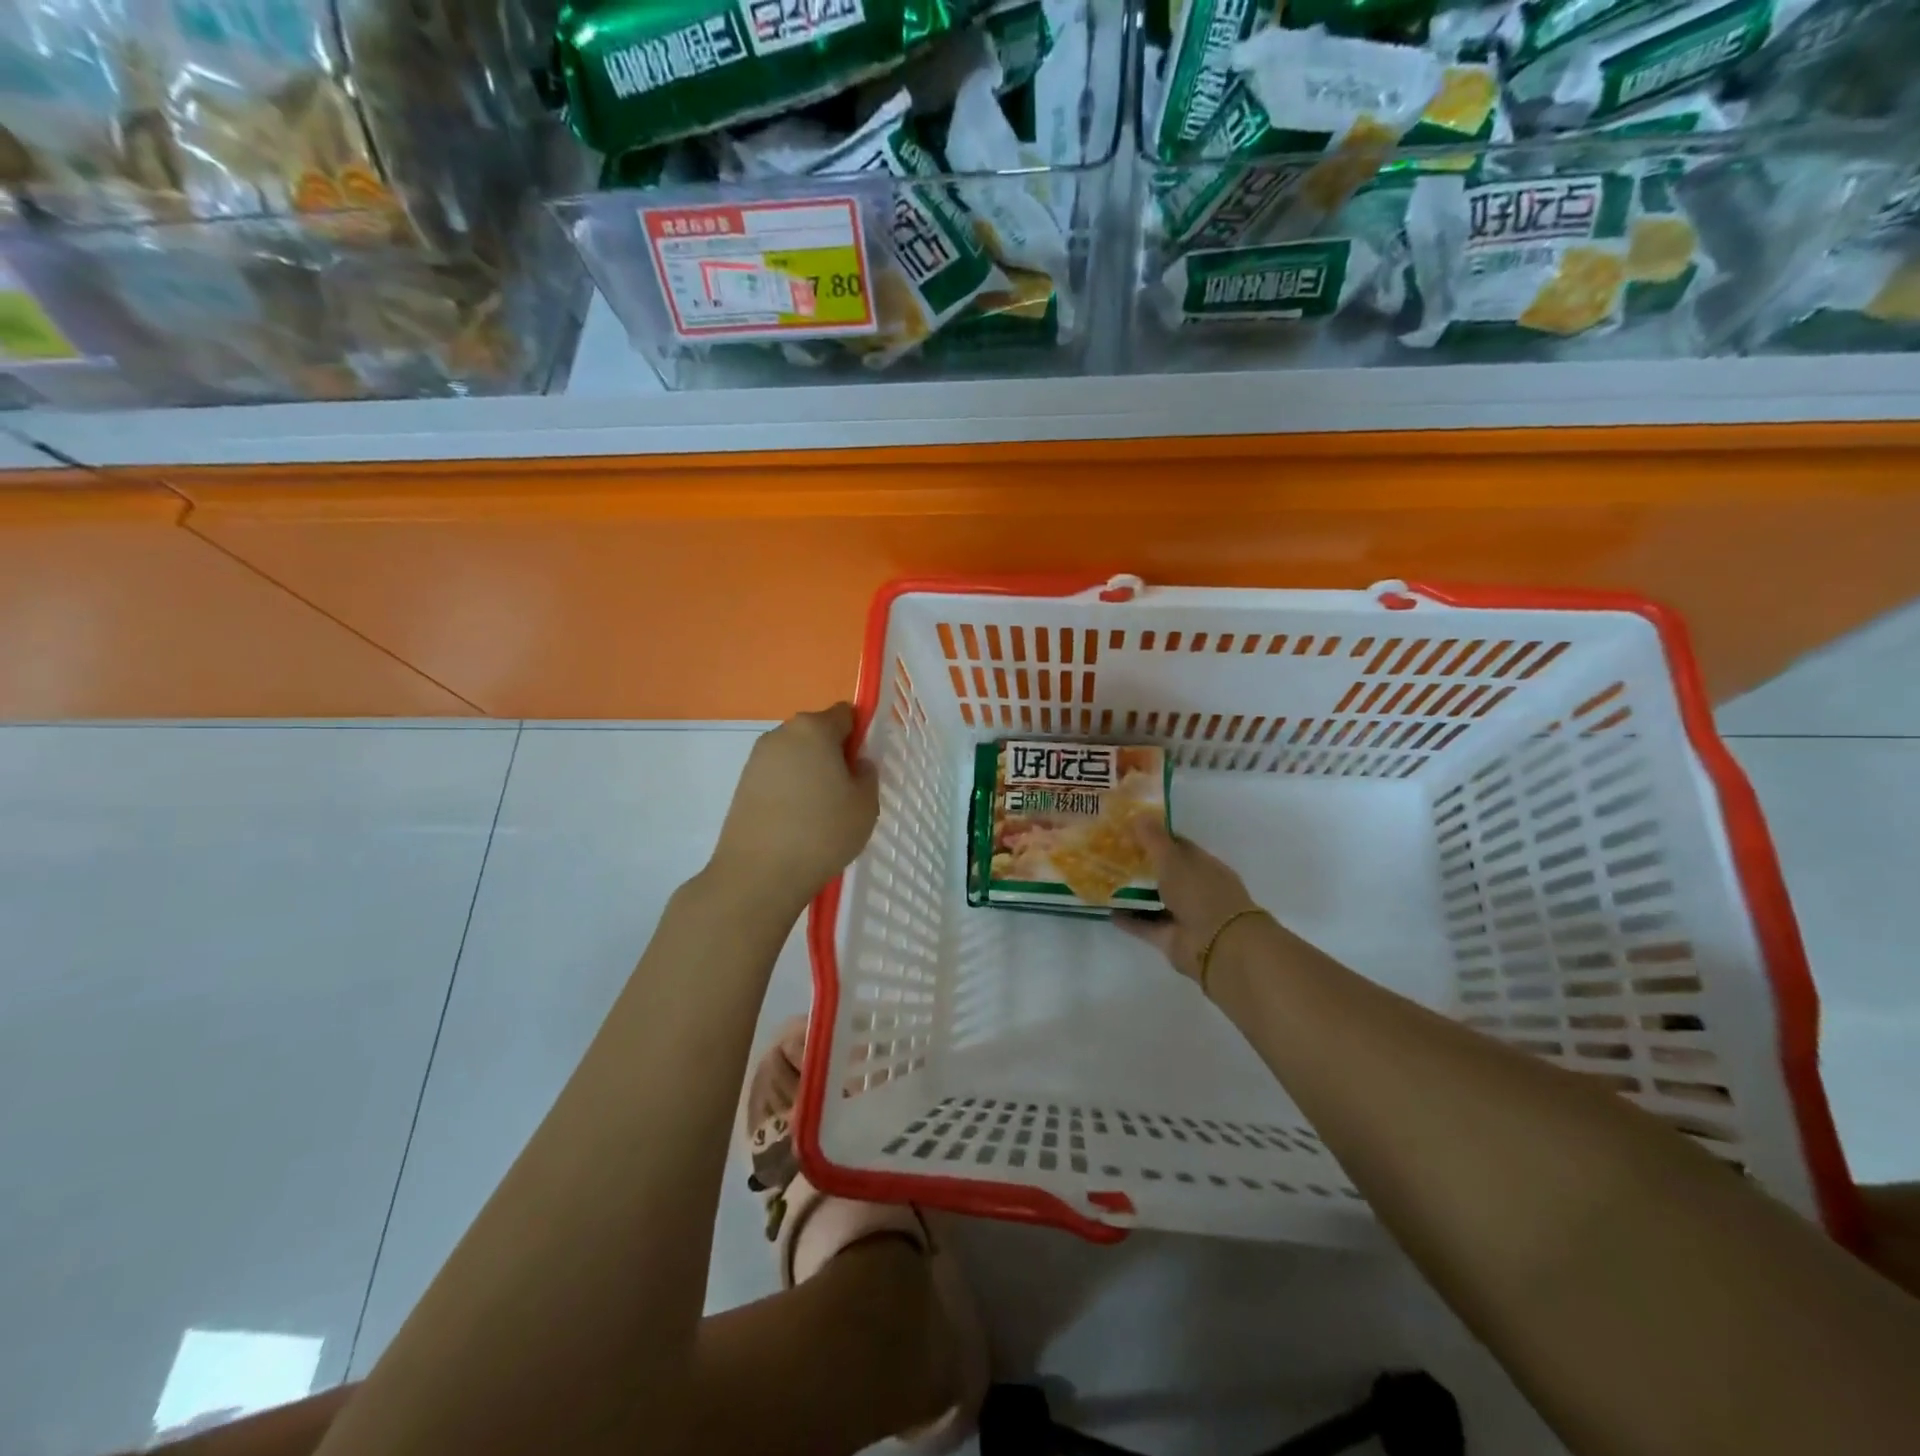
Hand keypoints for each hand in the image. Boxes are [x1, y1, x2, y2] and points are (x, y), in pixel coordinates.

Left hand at [711, 704, 878, 903]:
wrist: (758, 874)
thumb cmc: (822, 832)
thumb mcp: (865, 804)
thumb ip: (867, 774)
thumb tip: (855, 764)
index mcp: (814, 729)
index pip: (845, 714)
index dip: (860, 735)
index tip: (864, 766)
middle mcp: (781, 734)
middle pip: (817, 733)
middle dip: (833, 754)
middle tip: (847, 792)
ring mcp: (757, 759)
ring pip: (796, 756)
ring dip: (811, 773)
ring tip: (821, 812)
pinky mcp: (742, 785)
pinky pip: (778, 777)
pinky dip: (791, 790)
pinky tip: (797, 823)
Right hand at [1119, 819, 1261, 982]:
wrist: (1219, 945)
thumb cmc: (1200, 893)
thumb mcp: (1174, 859)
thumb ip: (1154, 839)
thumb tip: (1138, 815)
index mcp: (1204, 865)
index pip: (1179, 846)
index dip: (1156, 837)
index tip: (1130, 831)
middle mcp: (1196, 889)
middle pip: (1166, 873)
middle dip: (1142, 865)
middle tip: (1111, 854)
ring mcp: (1185, 915)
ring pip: (1155, 900)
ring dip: (1134, 893)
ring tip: (1105, 882)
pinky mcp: (1172, 938)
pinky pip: (1146, 925)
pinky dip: (1129, 920)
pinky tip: (1107, 911)